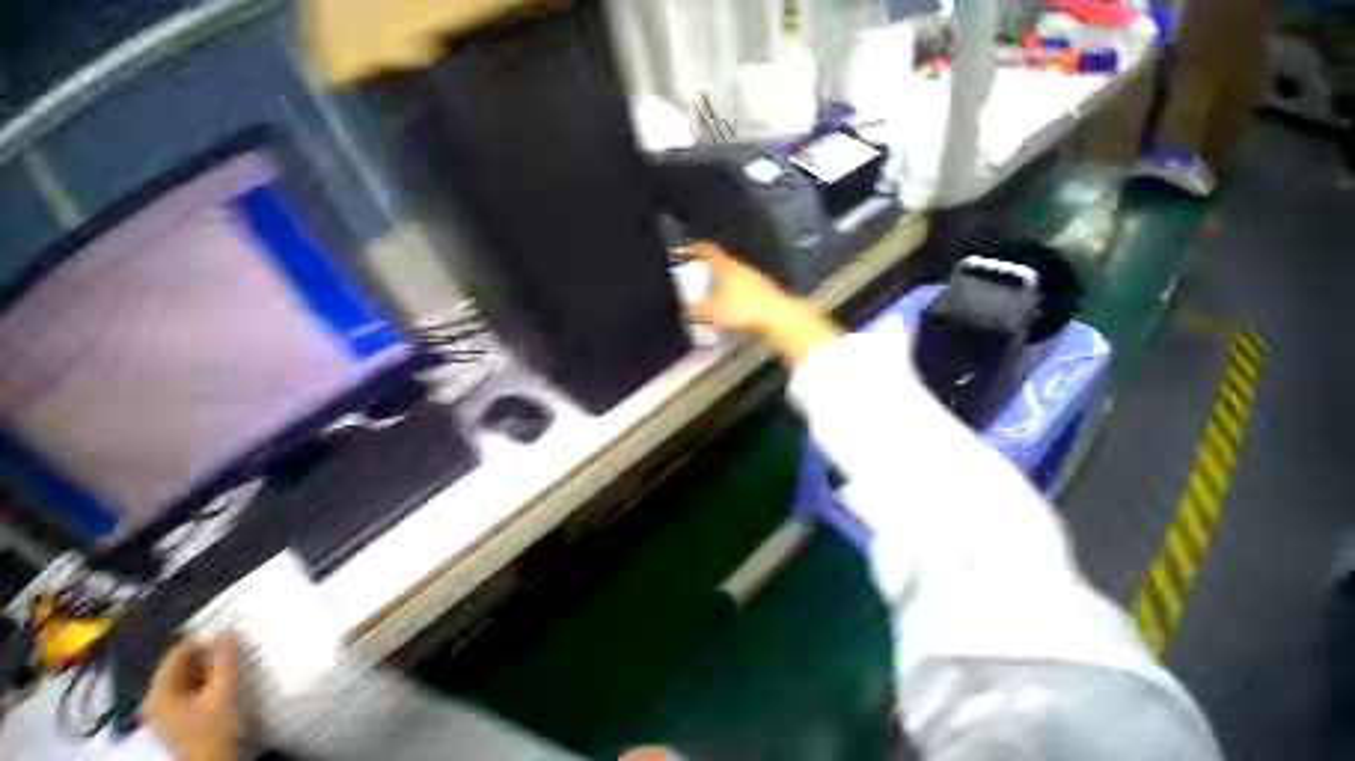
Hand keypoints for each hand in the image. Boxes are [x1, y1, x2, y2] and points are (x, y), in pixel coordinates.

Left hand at [142, 634, 242, 760]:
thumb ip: (226, 661)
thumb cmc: (215, 732)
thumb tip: (228, 630)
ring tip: (232, 671)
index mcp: (157, 691)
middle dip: (208, 661)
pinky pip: (189, 697)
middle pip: (181, 669)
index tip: (230, 638)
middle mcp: (154, 701)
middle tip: (234, 654)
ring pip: (187, 683)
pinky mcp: (176, 725)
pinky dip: (206, 689)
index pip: (178, 653)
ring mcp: (163, 716)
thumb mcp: (224, 695)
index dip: (204, 643)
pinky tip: (223, 692)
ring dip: (209, 675)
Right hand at [687, 241, 841, 366]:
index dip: (696, 248)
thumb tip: (684, 310)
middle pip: (721, 261)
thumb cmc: (740, 309)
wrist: (775, 315)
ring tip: (714, 290)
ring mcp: (755, 276)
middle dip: (708, 267)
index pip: (709, 250)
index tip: (688, 249)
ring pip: (734, 273)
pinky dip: (735, 290)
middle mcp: (740, 266)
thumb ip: (695, 311)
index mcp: (725, 266)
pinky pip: (744, 285)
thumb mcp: (711, 312)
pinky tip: (733, 302)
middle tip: (698, 274)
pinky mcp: (764, 289)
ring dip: (724, 279)